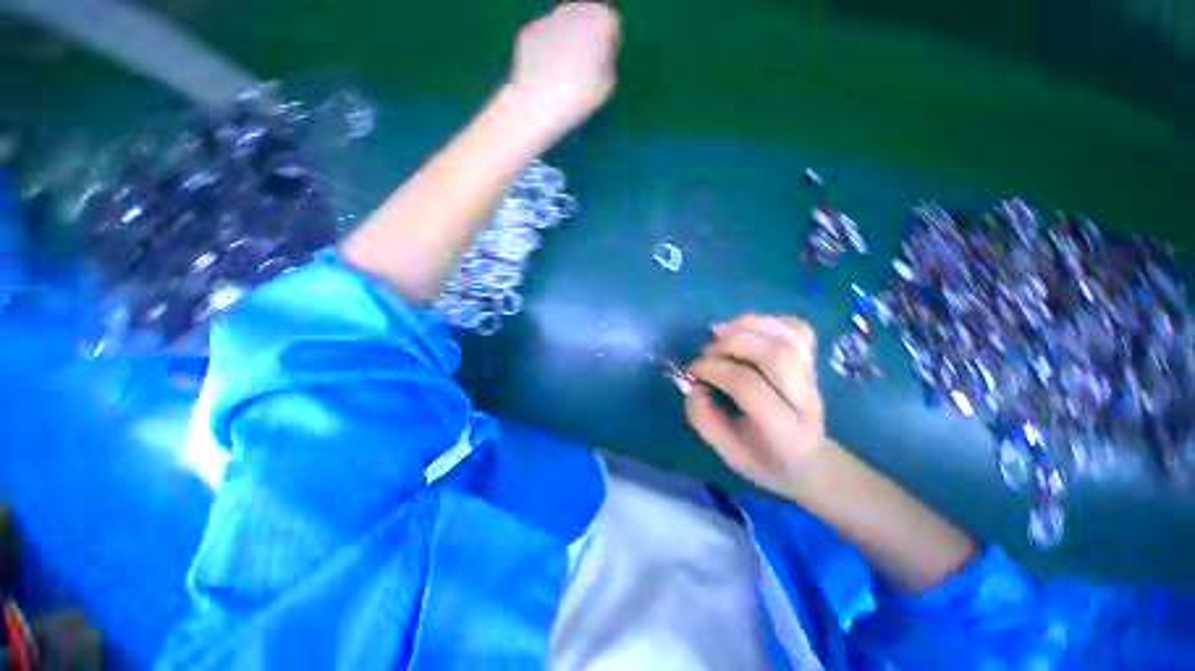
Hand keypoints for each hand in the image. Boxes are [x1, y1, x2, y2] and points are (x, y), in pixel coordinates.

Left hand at [507, 2, 621, 134]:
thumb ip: (606, 62)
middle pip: (587, 20)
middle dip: (587, 39)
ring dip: (566, 44)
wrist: (541, 103)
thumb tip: (598, 59)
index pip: (612, 26)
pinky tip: (546, 77)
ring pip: (564, 27)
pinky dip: (546, 54)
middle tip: (584, 70)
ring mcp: (549, 17)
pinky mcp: (529, 31)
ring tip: (564, 77)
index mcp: (602, 19)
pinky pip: (544, 40)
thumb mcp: (609, 84)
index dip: (610, 47)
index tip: (605, 68)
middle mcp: (575, 9)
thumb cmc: (582, 96)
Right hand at [686, 315, 830, 496]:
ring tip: (721, 331)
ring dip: (749, 325)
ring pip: (789, 337)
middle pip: (776, 354)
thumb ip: (705, 419)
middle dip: (733, 343)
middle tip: (708, 351)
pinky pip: (798, 329)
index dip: (714, 371)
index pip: (749, 387)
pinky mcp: (813, 363)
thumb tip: (693, 383)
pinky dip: (770, 321)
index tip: (692, 372)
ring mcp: (814, 377)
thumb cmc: (764, 461)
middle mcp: (805, 400)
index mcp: (783, 431)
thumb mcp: (728, 453)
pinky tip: (747, 328)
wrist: (810, 462)